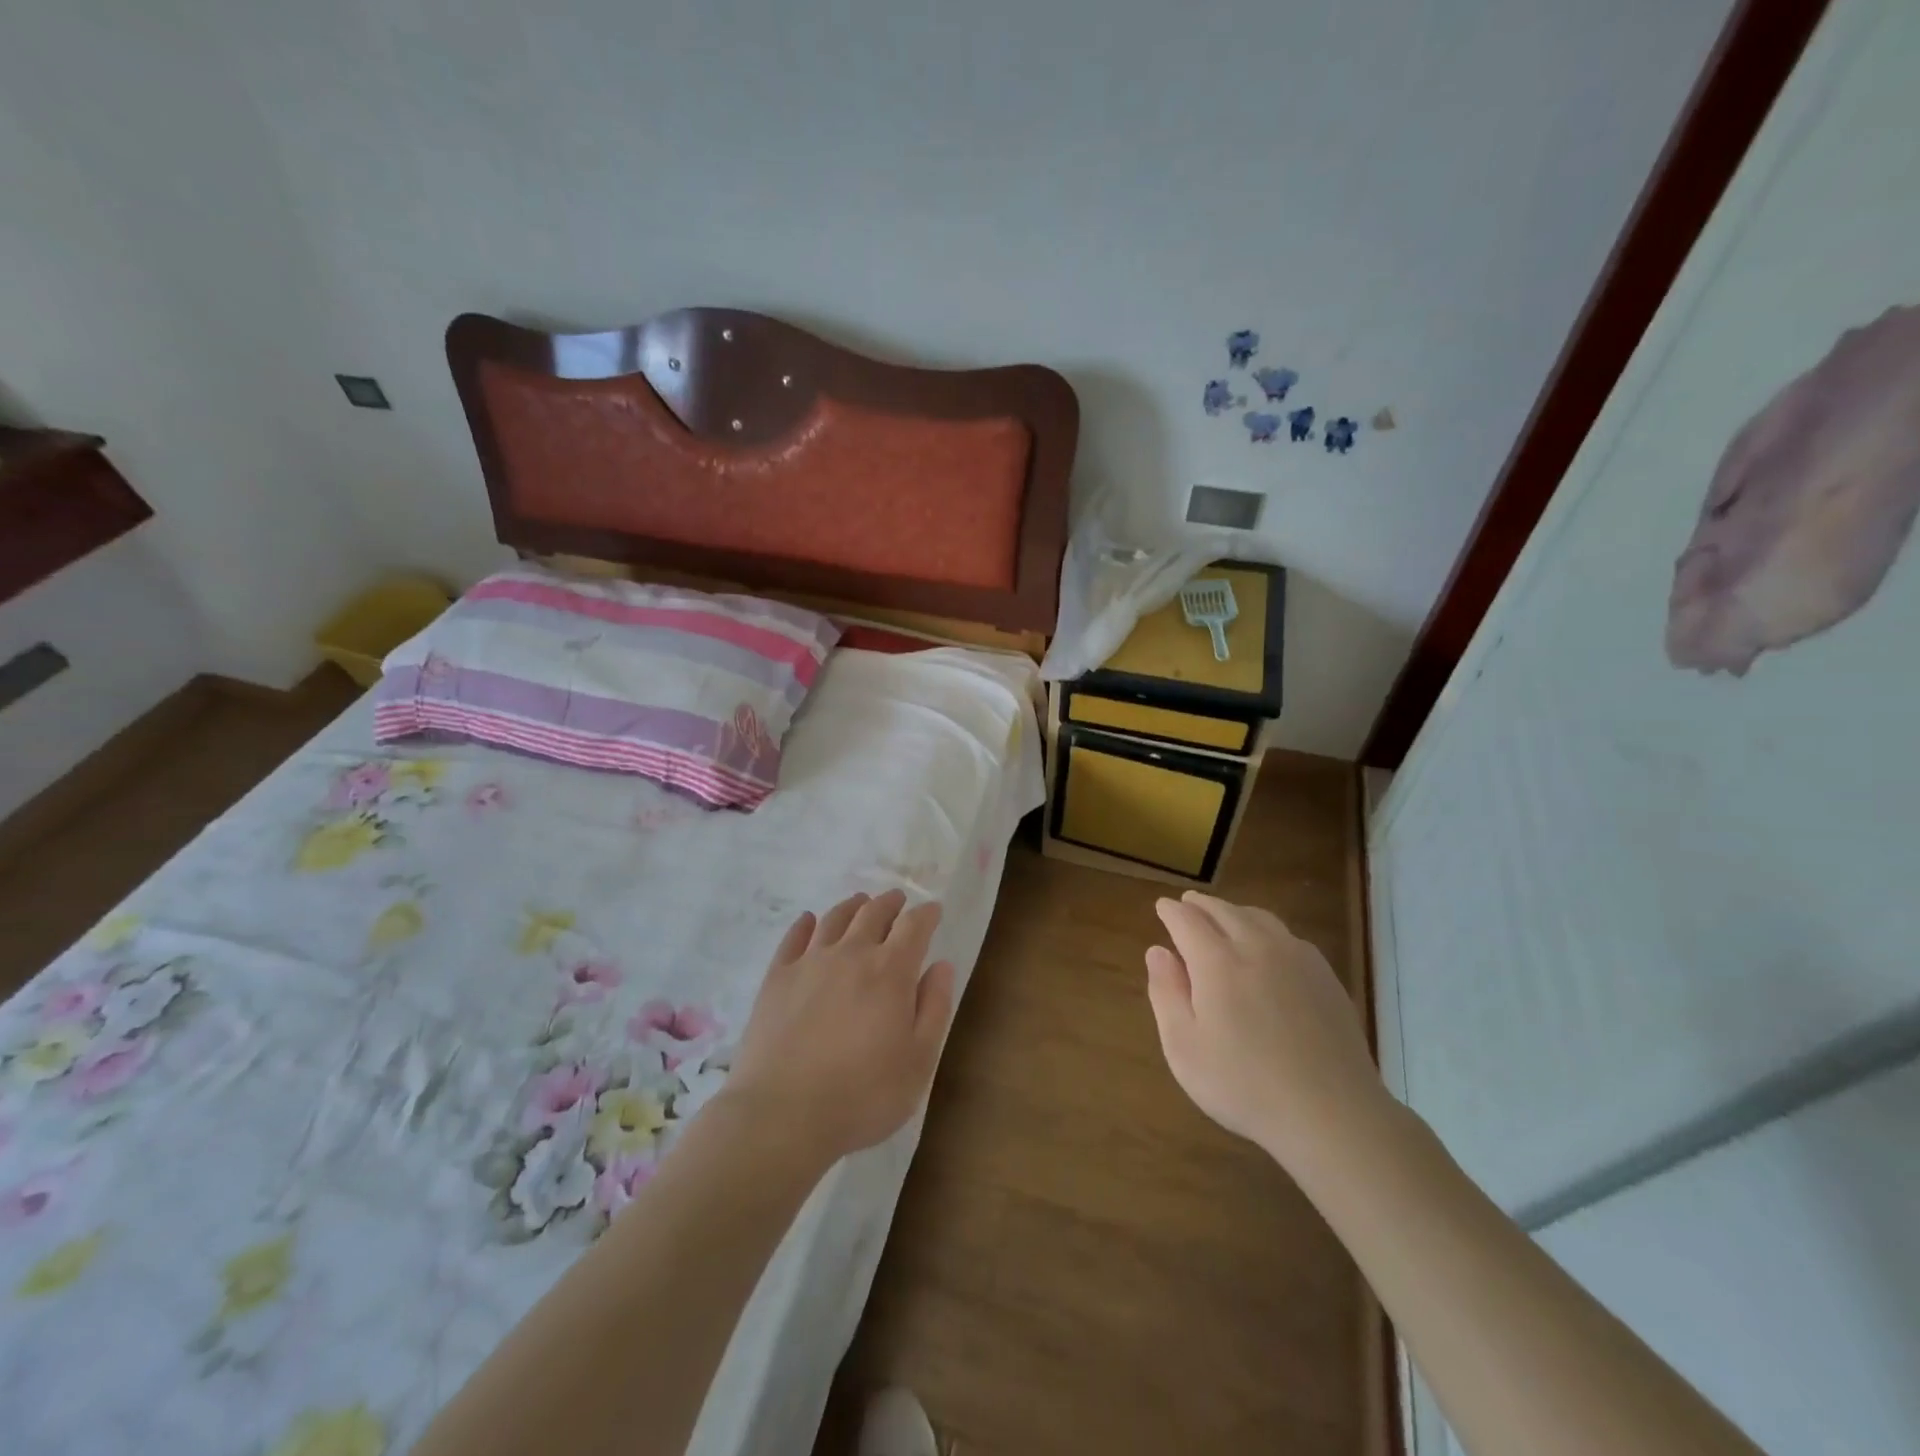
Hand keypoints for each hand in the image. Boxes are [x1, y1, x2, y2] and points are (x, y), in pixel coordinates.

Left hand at [723, 890, 954, 1165]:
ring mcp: (809, 962)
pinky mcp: (776, 978)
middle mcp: (851, 954)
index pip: (914, 927)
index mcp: (890, 971)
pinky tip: (809, 921)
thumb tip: (942, 966)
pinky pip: (793, 938)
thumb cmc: (863, 1095)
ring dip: (852, 906)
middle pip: (873, 913)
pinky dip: (805, 924)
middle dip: (890, 903)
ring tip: (860, 902)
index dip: (926, 915)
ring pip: (835, 919)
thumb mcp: (918, 1061)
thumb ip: (934, 1008)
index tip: (933, 910)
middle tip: (898, 899)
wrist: (782, 1114)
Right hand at [1145, 892, 1384, 1163]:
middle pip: (1224, 911)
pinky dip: (1266, 929)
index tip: (1162, 907)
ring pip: (1259, 917)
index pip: (1187, 921)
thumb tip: (1157, 951)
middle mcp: (1257, 947)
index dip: (1171, 911)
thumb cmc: (1244, 1085)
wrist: (1332, 1113)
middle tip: (1187, 904)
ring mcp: (1297, 959)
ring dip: (1234, 911)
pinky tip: (1267, 947)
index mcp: (1217, 962)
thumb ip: (1166, 993)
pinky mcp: (1325, 976)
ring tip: (1224, 917)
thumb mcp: (1184, 1047)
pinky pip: (1288, 936)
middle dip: (1201, 905)